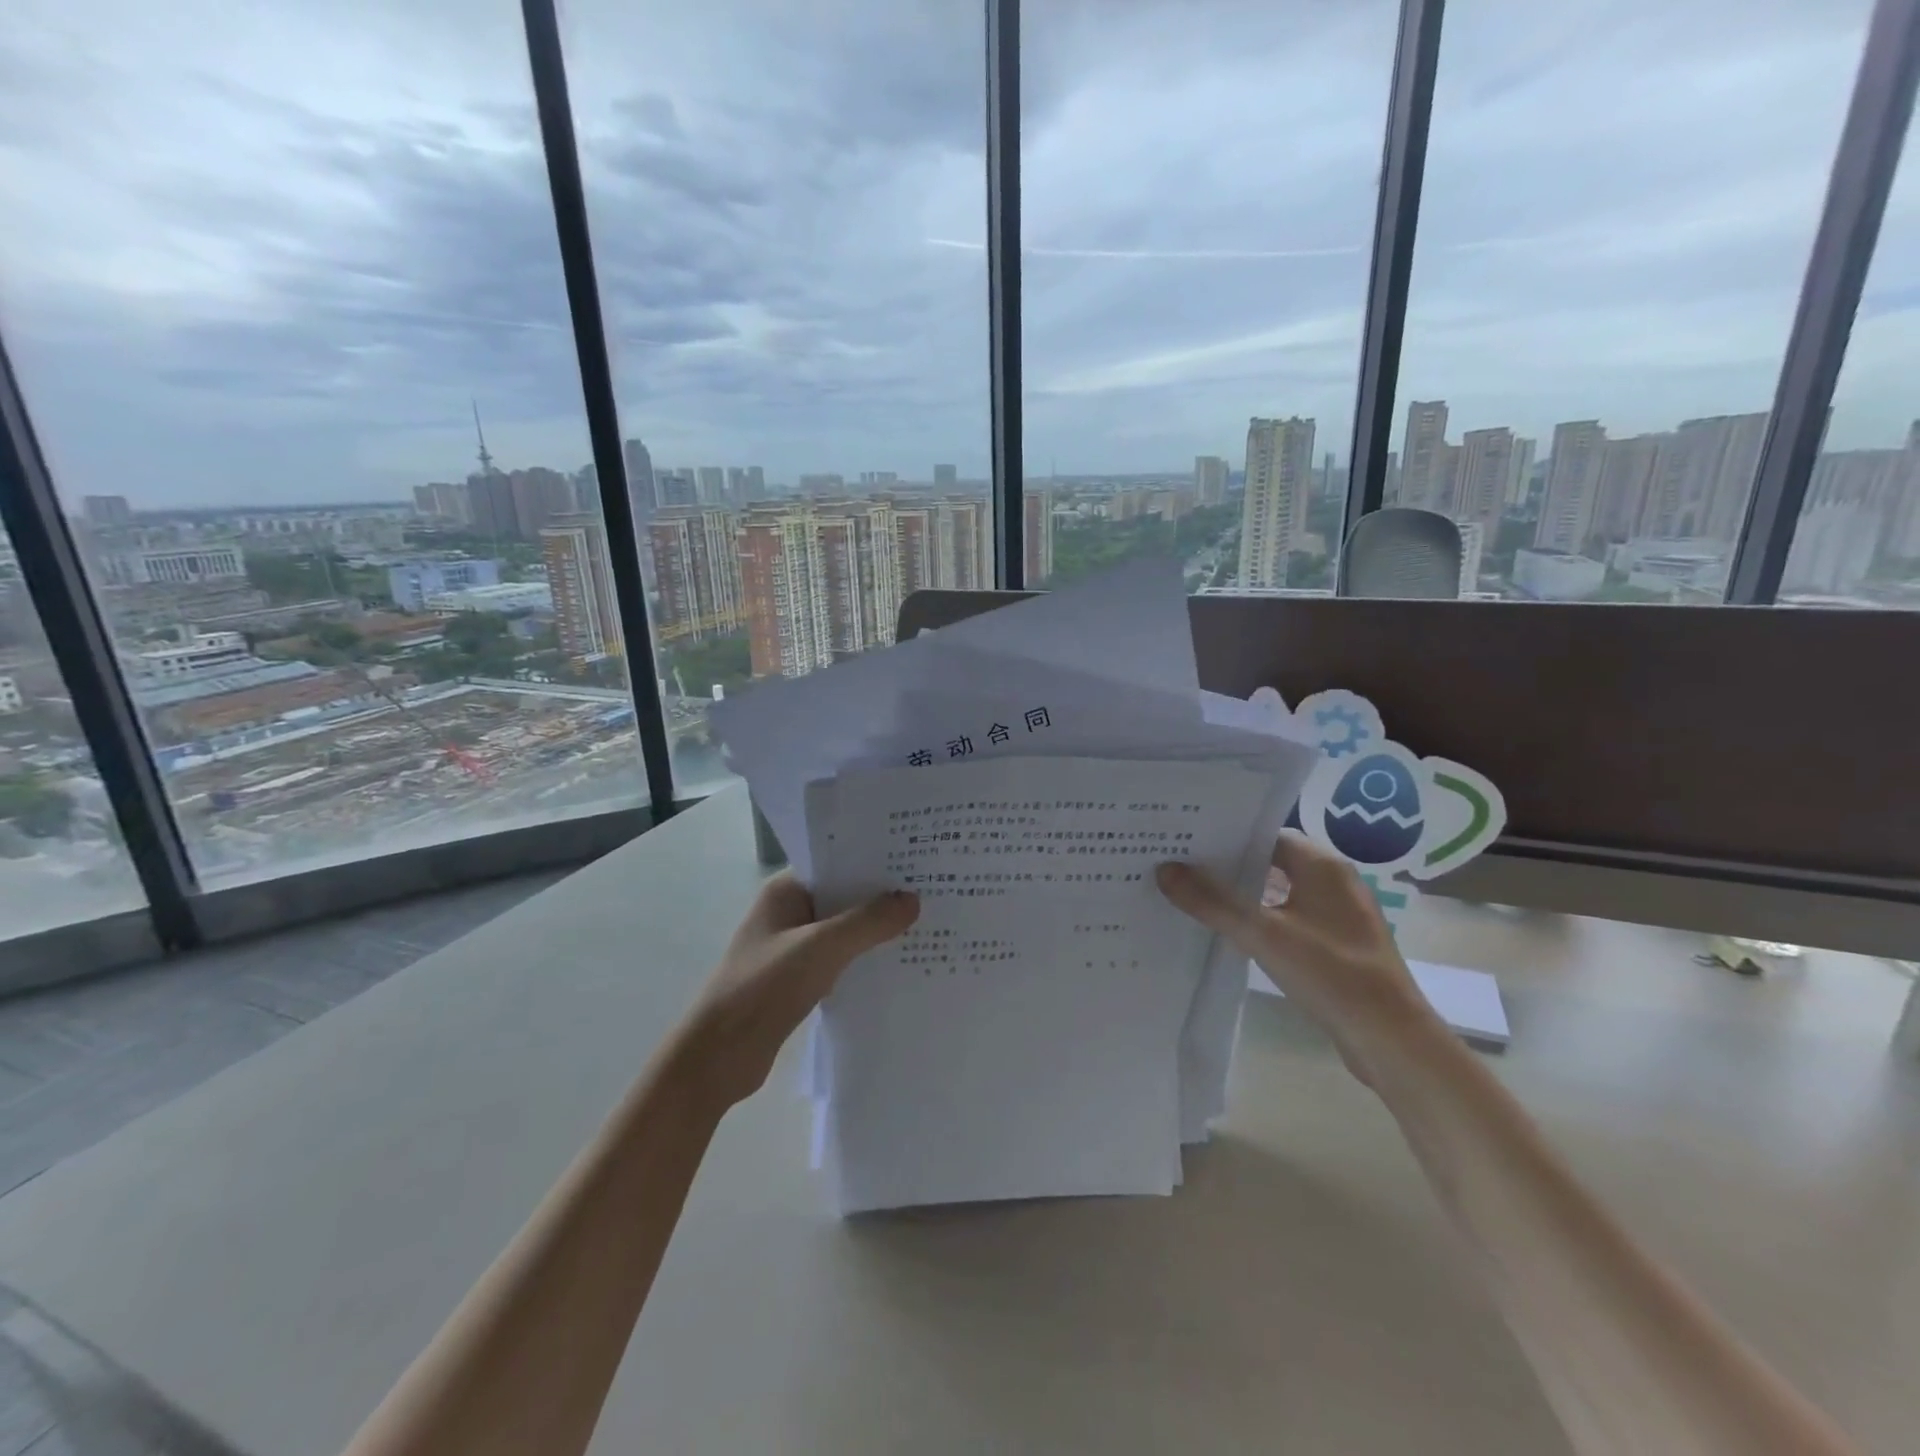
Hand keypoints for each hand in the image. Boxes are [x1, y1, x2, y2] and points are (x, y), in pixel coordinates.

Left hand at [672, 873, 918, 1113]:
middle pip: (844, 895)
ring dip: (876, 930)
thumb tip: (912, 900)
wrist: (719, 1057)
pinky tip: (899, 963)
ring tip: (926, 922)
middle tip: (933, 889)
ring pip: (845, 929)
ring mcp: (794, 947)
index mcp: (786, 891)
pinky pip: (841, 959)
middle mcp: (789, 912)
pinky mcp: (800, 980)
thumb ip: (868, 923)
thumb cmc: (764, 988)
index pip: (836, 861)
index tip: (917, 858)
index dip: (874, 859)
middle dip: (882, 895)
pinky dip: (865, 959)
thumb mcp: (821, 948)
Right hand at [1156, 832, 1446, 1087]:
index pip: (1265, 835)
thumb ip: (1212, 901)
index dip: (1226, 837)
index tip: (1185, 841)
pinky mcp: (1337, 947)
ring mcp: (1338, 917)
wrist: (1392, 1041)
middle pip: (1270, 863)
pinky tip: (1229, 935)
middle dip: (1227, 867)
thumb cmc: (1331, 973)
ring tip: (1193, 898)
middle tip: (1178, 866)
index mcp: (1323, 866)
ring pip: (1278, 894)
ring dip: (1242, 897)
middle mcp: (1333, 883)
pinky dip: (1260, 923)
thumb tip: (1165, 869)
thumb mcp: (1263, 934)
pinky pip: (1289, 922)